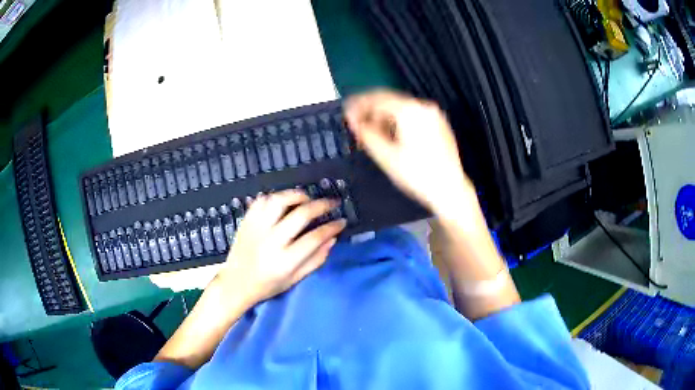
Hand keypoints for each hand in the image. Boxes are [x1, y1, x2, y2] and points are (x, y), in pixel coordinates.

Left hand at [219, 190, 345, 303]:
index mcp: (285, 260)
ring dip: (297, 195)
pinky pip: (261, 200)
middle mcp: (271, 241)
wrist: (236, 283)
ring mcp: (257, 228)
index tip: (341, 221)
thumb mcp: (295, 279)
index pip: (315, 237)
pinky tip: (284, 201)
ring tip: (307, 198)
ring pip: (279, 200)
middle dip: (321, 205)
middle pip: (301, 214)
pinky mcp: (247, 221)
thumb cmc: (267, 285)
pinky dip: (275, 196)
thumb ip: (315, 260)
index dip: (332, 227)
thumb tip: (332, 238)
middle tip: (331, 203)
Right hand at [344, 90, 475, 216]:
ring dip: (384, 118)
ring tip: (373, 135)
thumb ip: (366, 133)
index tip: (347, 115)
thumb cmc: (417, 174)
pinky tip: (391, 137)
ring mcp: (434, 115)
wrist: (450, 190)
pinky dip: (399, 123)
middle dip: (371, 113)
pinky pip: (413, 116)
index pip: (378, 98)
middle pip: (390, 101)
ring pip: (401, 109)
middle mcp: (423, 106)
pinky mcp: (439, 125)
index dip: (359, 105)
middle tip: (357, 127)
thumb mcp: (386, 155)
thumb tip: (354, 121)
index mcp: (410, 110)